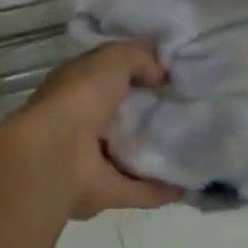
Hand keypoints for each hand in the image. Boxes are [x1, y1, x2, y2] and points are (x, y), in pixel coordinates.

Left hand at [2, 41, 182, 218]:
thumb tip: (160, 73)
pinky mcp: (104, 191)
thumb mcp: (111, 59)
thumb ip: (138, 57)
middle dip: (148, 110)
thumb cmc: (80, 98)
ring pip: (127, 152)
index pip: (109, 73)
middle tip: (188, 107)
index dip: (137, 69)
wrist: (55, 155)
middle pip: (120, 113)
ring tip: (191, 146)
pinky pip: (138, 189)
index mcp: (77, 85)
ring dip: (153, 150)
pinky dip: (159, 189)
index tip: (172, 73)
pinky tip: (186, 184)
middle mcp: (81, 119)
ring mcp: (91, 157)